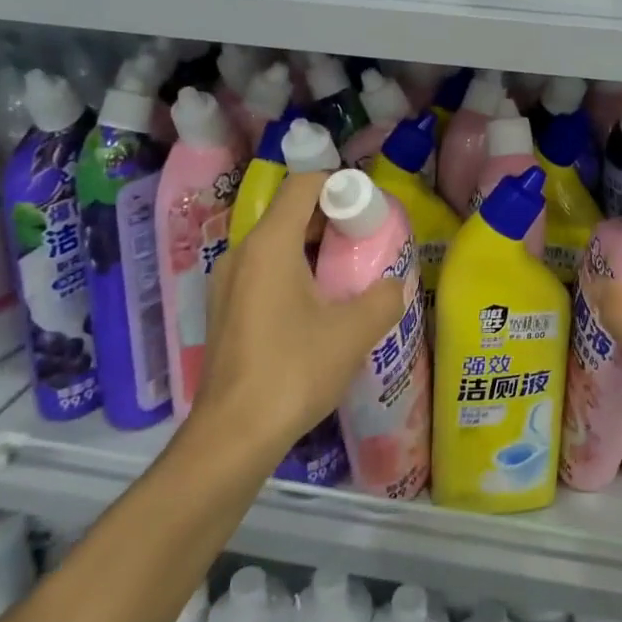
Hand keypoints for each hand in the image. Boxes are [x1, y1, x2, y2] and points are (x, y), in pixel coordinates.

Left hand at [186, 173, 404, 463]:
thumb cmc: (293, 371)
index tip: (369, 211)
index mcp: (269, 245)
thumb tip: (395, 284)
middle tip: (367, 243)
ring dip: (314, 249)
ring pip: (277, 244)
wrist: (233, 435)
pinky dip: (295, 272)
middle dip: (332, 219)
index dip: (340, 186)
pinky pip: (264, 272)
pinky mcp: (226, 311)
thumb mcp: (353, 332)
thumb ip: (383, 297)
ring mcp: (227, 284)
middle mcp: (242, 254)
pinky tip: (319, 308)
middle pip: (290, 213)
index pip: (303, 185)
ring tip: (348, 275)